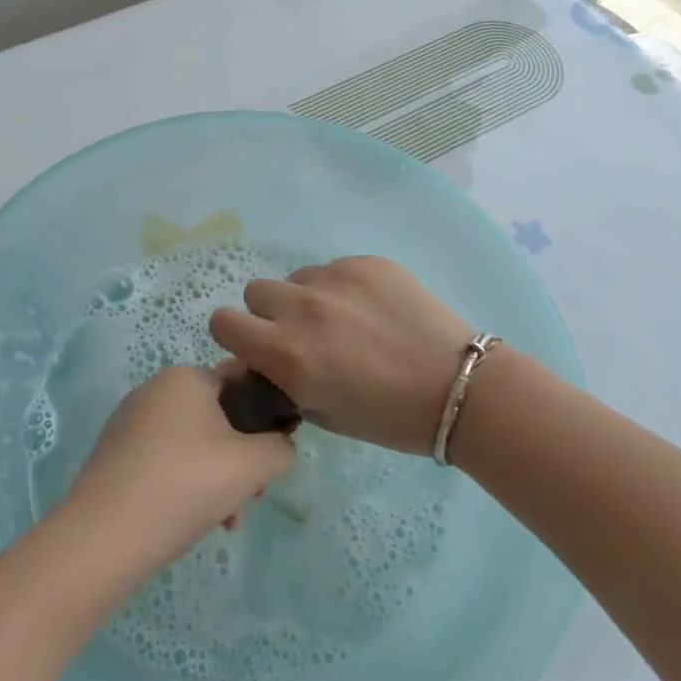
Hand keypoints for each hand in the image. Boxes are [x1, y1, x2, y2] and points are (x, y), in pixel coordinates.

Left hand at [64, 365, 295, 573]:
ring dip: (218, 478)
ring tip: (226, 522)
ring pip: (193, 444)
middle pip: (218, 417)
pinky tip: (194, 522)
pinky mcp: (115, 455)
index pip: (241, 381)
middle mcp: (155, 389)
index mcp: (186, 377)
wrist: (104, 536)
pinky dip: (186, 485)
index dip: (267, 413)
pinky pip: (165, 461)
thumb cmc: (186, 484)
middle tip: (252, 496)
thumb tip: (281, 447)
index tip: (276, 452)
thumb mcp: (252, 465)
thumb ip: (281, 449)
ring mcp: (130, 422)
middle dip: (242, 457)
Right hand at [210, 256, 472, 454]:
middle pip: (256, 292)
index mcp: (286, 354)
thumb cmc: (388, 417)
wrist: (458, 388)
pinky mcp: (366, 262)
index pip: (222, 322)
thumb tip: (262, 358)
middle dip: (270, 313)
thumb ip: (282, 379)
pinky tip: (374, 310)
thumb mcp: (321, 413)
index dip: (235, 334)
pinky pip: (334, 269)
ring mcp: (335, 280)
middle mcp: (302, 309)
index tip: (256, 344)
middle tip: (302, 333)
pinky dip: (344, 288)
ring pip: (297, 278)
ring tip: (345, 321)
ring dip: (308, 298)